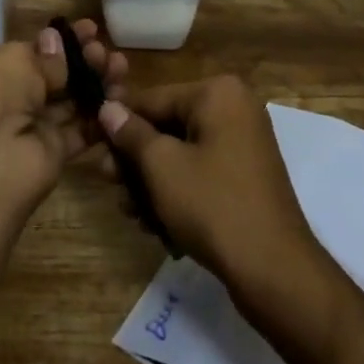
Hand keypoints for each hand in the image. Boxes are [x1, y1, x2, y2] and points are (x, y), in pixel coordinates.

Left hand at [0, 20, 127, 219]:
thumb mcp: (15, 60)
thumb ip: (44, 55)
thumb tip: (56, 40)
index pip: (36, 51)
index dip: (64, 41)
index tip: (93, 29)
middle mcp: (12, 97)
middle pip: (57, 76)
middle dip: (85, 61)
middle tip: (107, 53)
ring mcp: (33, 127)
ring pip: (73, 101)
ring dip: (98, 85)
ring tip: (121, 70)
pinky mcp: (53, 154)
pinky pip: (82, 131)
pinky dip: (101, 118)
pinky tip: (122, 100)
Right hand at [96, 75, 321, 296]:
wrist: (274, 270)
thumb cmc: (213, 205)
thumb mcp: (162, 166)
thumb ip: (131, 133)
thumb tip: (107, 108)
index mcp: (218, 93)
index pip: (153, 99)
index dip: (118, 123)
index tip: (90, 144)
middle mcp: (234, 109)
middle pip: (167, 126)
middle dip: (135, 159)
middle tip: (108, 183)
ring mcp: (242, 145)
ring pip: (180, 154)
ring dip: (151, 182)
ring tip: (131, 212)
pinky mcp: (244, 178)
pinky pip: (200, 173)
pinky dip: (177, 194)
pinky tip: (155, 224)